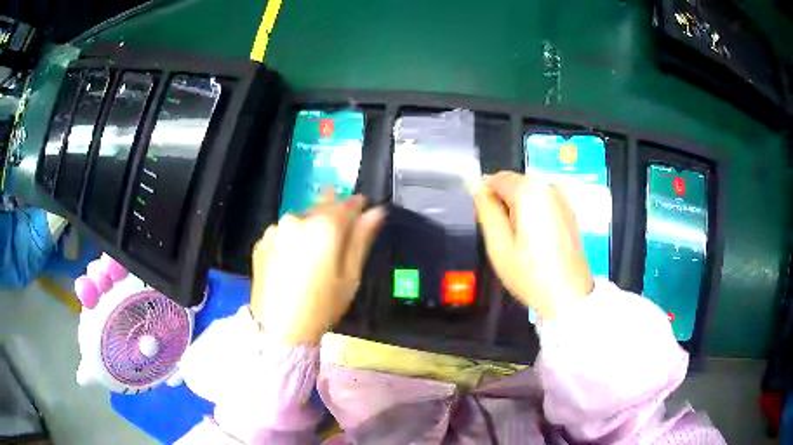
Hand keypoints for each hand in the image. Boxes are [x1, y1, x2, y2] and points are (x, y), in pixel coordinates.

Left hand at [250, 193, 384, 344]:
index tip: (364, 207)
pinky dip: (292, 240)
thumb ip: (361, 239)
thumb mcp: (350, 275)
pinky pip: (283, 234)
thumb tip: (376, 212)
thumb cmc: (322, 305)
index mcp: (323, 226)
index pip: (346, 204)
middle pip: (321, 208)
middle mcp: (297, 219)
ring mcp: (275, 230)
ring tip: (314, 254)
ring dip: (310, 228)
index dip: (358, 205)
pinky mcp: (261, 243)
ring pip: (301, 221)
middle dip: (333, 215)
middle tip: (339, 234)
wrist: (278, 329)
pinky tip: (294, 261)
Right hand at [470, 172, 593, 319]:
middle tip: (501, 234)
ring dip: (517, 208)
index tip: (484, 219)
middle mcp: (548, 187)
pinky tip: (534, 238)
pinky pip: (542, 201)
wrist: (568, 293)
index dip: (484, 196)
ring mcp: (561, 197)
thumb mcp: (498, 245)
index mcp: (529, 192)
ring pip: (528, 192)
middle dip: (502, 202)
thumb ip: (485, 210)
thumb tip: (476, 186)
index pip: (495, 178)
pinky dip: (533, 212)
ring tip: (519, 240)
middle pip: (513, 183)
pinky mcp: (568, 209)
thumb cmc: (531, 274)